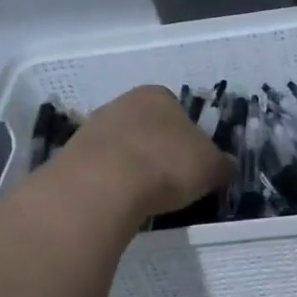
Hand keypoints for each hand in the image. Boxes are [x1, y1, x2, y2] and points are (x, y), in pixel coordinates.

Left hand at [50, 87, 231, 219]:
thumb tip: (225, 166)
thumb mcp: (211, 167)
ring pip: (122, 147)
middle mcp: (123, 102)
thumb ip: (222, 164)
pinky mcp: (71, 154)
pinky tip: (119, 201)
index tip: (192, 166)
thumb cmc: (166, 165)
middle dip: (158, 151)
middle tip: (170, 182)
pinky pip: (100, 168)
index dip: (189, 140)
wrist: (103, 185)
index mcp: (158, 95)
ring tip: (143, 197)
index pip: (179, 112)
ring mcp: (92, 126)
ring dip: (133, 167)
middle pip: (148, 128)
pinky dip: (111, 182)